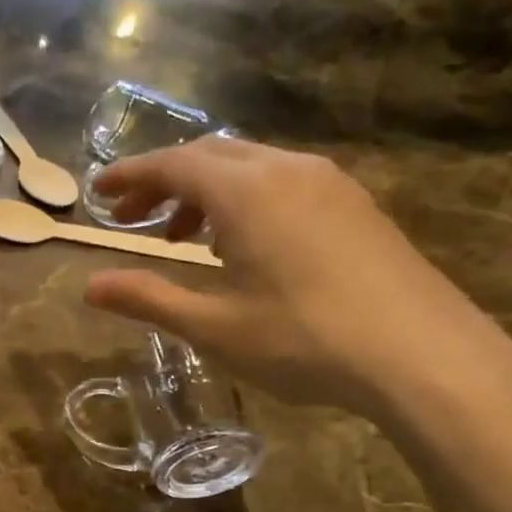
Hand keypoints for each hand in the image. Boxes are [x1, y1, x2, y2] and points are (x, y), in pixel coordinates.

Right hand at [84, 136, 511, 421]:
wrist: (421, 355)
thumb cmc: (303, 340)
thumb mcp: (212, 326)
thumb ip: (147, 298)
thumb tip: (90, 286)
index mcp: (246, 192)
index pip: (173, 165)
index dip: (130, 175)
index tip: (98, 190)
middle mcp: (287, 171)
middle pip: (211, 156)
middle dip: (164, 182)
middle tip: (130, 218)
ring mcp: (329, 184)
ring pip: (250, 167)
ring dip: (205, 192)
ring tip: (181, 238)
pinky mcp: (355, 206)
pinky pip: (283, 183)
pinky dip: (244, 201)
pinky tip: (242, 246)